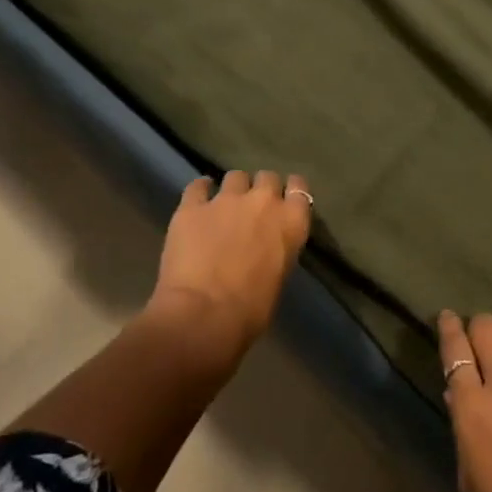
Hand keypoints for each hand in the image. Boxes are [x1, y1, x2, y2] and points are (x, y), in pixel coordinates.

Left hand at [149, 170, 311, 357]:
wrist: (204, 314)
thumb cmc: (250, 311)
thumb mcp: (278, 278)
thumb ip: (276, 252)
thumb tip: (264, 251)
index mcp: (291, 222)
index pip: (300, 188)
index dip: (291, 191)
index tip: (286, 199)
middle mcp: (263, 201)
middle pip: (267, 177)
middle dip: (261, 189)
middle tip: (253, 208)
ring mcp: (226, 199)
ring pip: (235, 176)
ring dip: (233, 189)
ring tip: (224, 206)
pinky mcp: (192, 206)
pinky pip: (198, 186)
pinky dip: (200, 191)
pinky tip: (198, 200)